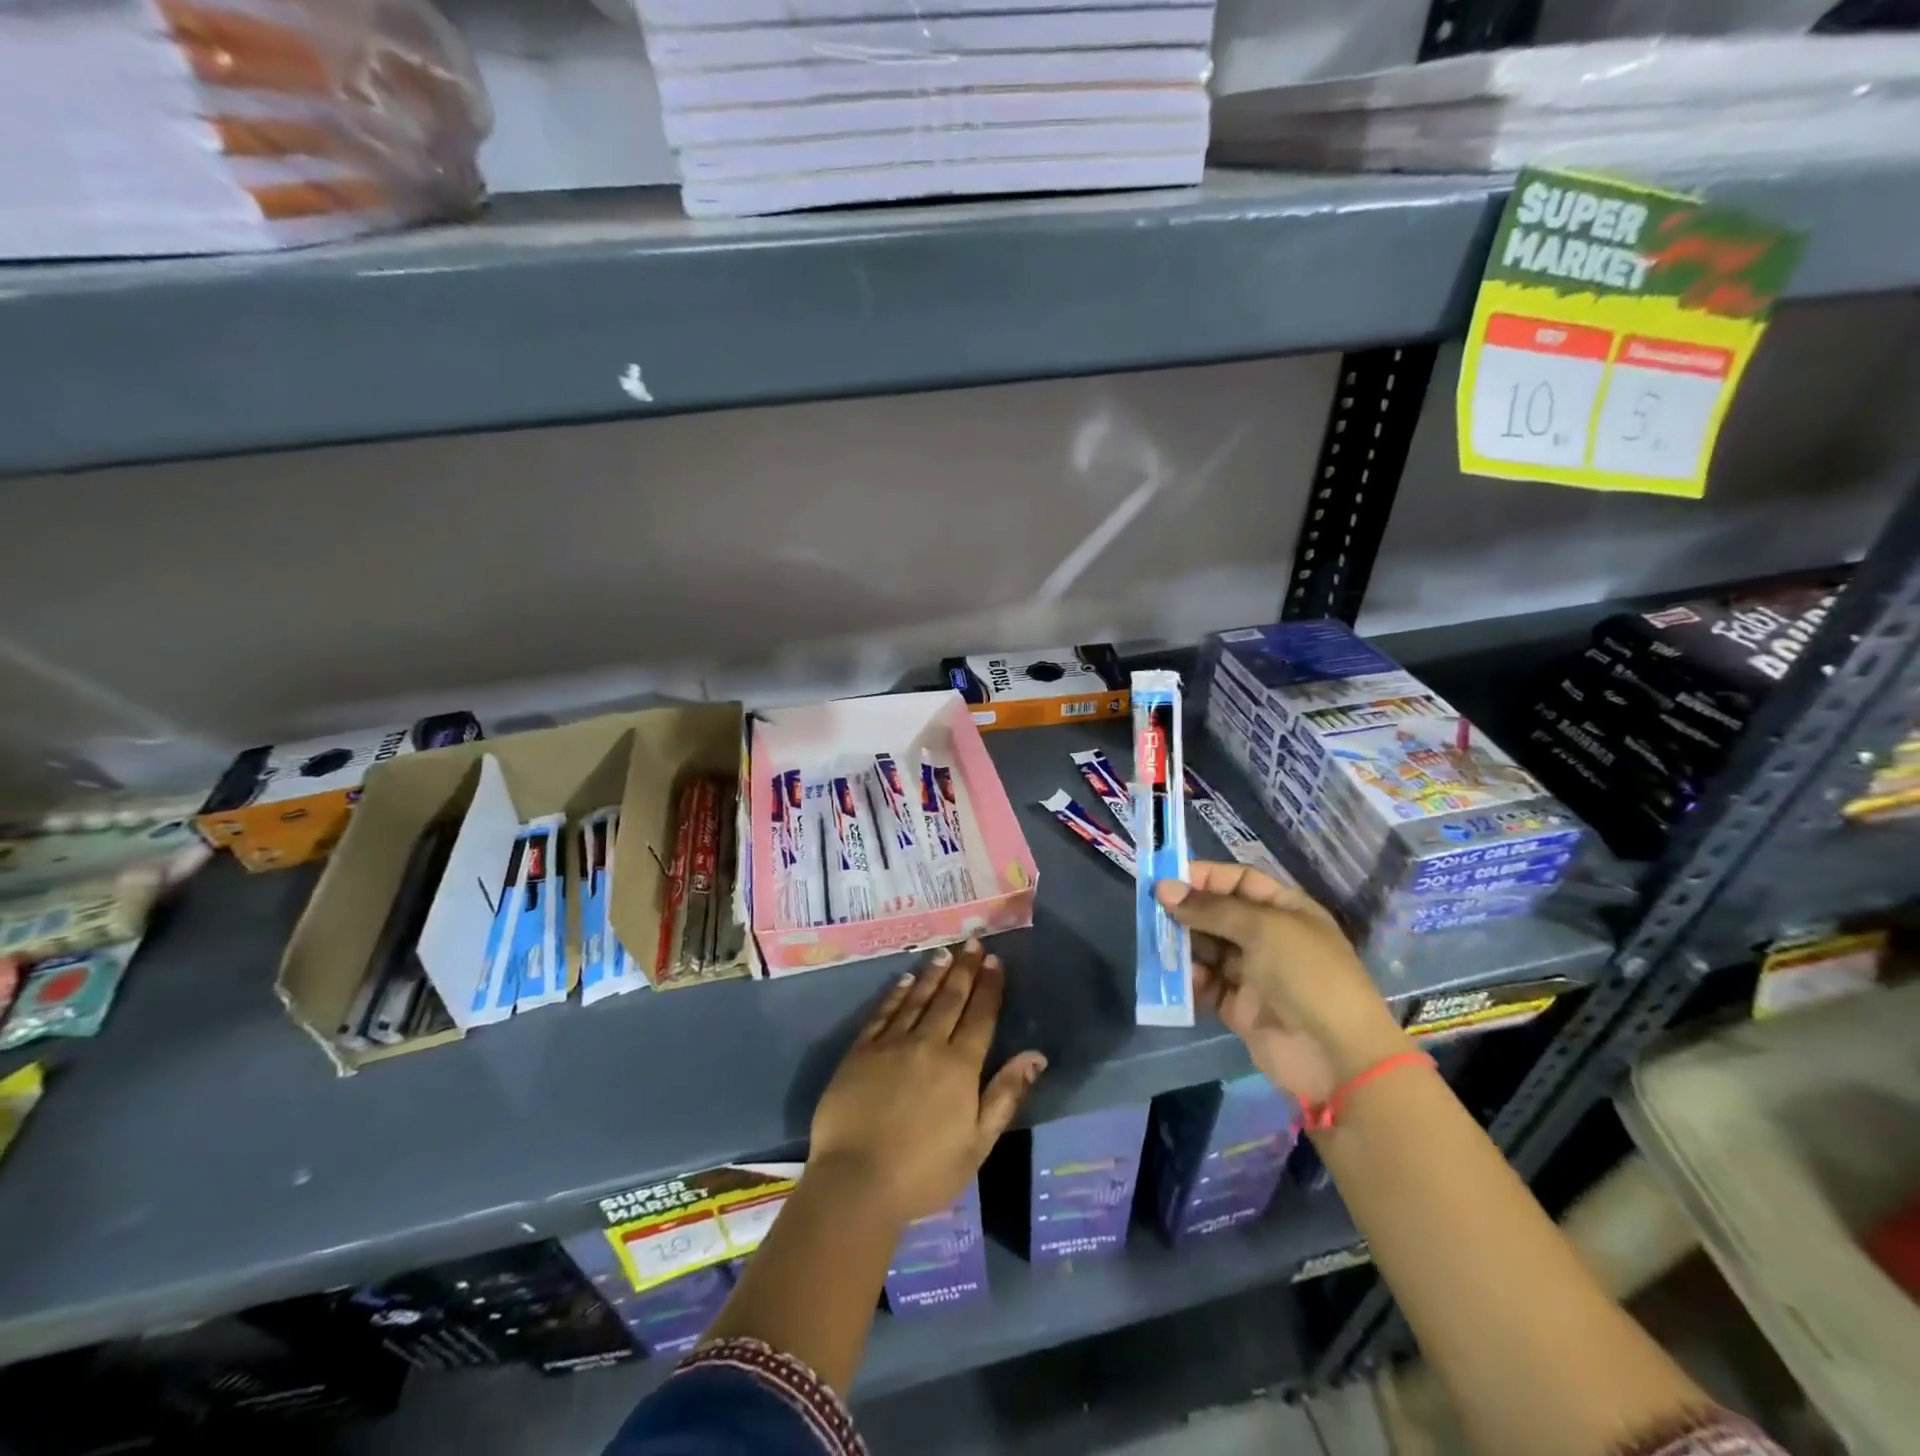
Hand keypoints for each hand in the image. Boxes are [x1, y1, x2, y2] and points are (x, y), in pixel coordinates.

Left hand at [809, 940, 1045, 1225]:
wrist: (856, 1182)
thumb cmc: (924, 1172)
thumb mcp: (978, 1144)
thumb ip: (1005, 1094)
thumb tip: (1036, 1055)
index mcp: (960, 1067)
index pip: (980, 1016)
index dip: (989, 987)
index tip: (994, 961)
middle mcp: (928, 1044)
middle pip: (950, 999)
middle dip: (964, 969)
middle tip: (972, 942)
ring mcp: (891, 1044)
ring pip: (918, 999)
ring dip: (934, 974)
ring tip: (945, 952)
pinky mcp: (860, 1051)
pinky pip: (883, 1012)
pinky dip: (897, 993)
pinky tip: (905, 980)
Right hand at [1156, 862, 1408, 1104]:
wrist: (1337, 1055)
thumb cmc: (1306, 974)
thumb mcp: (1262, 928)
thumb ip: (1211, 909)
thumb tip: (1164, 889)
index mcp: (1285, 910)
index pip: (1239, 881)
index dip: (1205, 877)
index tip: (1167, 879)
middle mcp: (1269, 938)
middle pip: (1219, 915)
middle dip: (1187, 912)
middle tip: (1152, 912)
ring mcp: (1255, 974)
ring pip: (1208, 950)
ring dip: (1183, 946)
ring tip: (1158, 944)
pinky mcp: (1240, 1008)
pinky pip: (1208, 985)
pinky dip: (1191, 980)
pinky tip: (1179, 979)